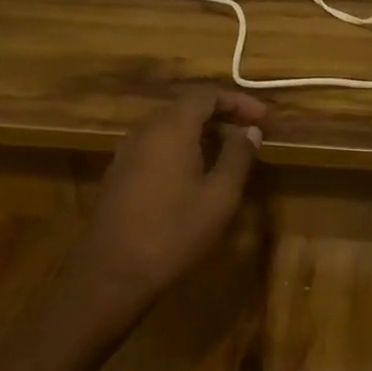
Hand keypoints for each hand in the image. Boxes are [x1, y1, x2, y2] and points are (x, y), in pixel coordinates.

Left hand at [77, 88, 266, 307]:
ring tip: (226, 153)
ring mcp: (127, 152)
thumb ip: (238, 157)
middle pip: (186, 107)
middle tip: (247, 132)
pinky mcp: (118, 174)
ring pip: (169, 127)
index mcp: (171, 128)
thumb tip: (250, 131)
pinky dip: (180, 148)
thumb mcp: (219, 196)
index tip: (261, 117)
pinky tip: (194, 173)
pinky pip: (155, 146)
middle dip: (220, 115)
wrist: (110, 275)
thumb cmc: (173, 232)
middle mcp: (146, 131)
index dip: (237, 101)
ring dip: (200, 132)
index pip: (206, 95)